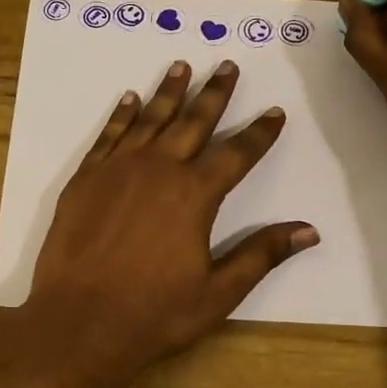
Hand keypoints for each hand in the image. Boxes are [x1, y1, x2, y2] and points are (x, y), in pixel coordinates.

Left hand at [16, 58, 318, 383]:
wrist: (78, 322)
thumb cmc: (153, 313)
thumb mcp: (217, 292)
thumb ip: (260, 255)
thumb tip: (309, 230)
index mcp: (194, 195)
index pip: (237, 154)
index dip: (259, 133)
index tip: (275, 112)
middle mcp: (158, 170)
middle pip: (193, 122)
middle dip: (215, 93)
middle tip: (227, 65)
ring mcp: (117, 170)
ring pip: (149, 119)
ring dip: (169, 91)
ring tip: (182, 65)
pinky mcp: (85, 179)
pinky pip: (109, 135)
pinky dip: (122, 115)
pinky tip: (129, 98)